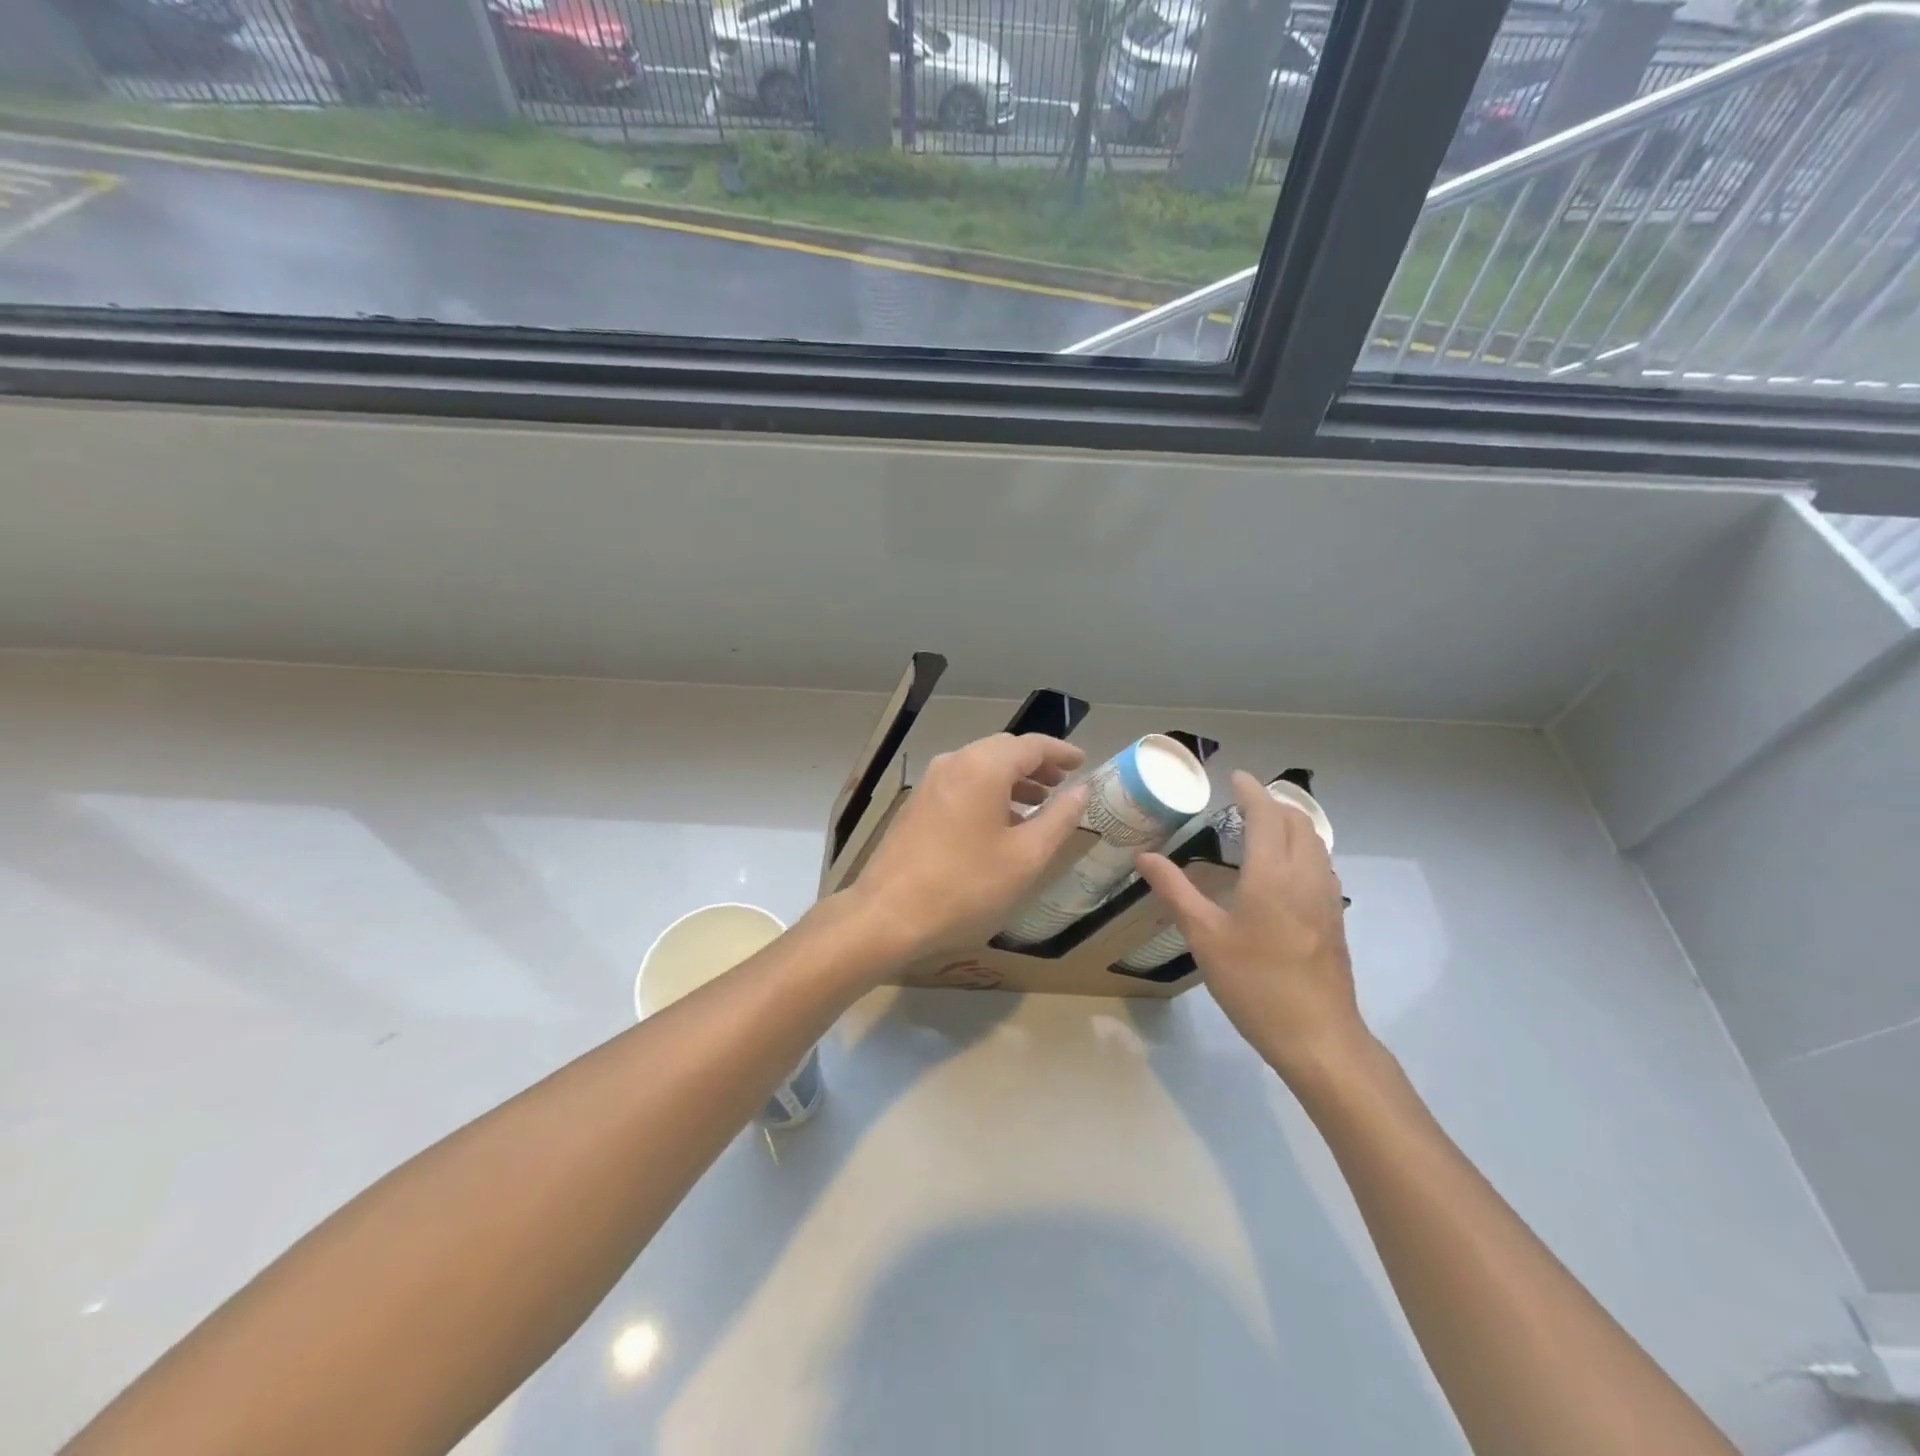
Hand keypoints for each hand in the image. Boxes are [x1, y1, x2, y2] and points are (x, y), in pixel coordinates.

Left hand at [846, 732, 1089, 960]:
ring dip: (1012, 779)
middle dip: (1036, 764)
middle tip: (1062, 783)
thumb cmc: (966, 886)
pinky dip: (988, 792)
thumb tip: (1081, 791)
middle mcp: (954, 762)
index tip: (1083, 762)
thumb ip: (1059, 819)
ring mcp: (930, 782)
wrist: (888, 914)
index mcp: (983, 767)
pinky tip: (1000, 822)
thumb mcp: (1026, 857)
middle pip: (1003, 750)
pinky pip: (961, 783)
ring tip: (1038, 803)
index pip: (1031, 745)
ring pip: (980, 767)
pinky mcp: (917, 804)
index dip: (1061, 752)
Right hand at [1135, 770, 1367, 1084]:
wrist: (1318, 1037)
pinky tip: (1285, 869)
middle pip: (1297, 822)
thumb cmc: (1254, 984)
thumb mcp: (1204, 937)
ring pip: (1315, 843)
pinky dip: (1303, 848)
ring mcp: (1326, 898)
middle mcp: (1305, 876)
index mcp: (1272, 874)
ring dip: (1292, 823)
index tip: (1235, 777)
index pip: (1266, 815)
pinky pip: (1321, 865)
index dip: (1251, 791)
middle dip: (1273, 803)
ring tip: (1264, 826)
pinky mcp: (1335, 919)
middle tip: (1245, 800)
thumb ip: (1175, 891)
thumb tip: (1145, 856)